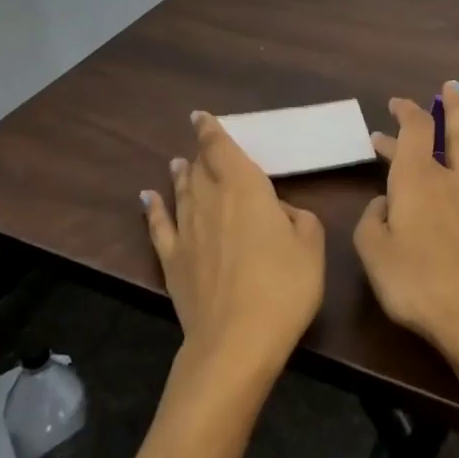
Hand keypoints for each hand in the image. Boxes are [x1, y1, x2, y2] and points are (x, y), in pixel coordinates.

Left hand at [142, 112, 324, 384]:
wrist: (236, 341)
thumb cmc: (283, 287)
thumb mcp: (312, 246)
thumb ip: (300, 219)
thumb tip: (282, 212)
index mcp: (246, 189)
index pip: (221, 149)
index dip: (211, 130)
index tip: (200, 116)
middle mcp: (211, 200)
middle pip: (199, 168)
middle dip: (200, 154)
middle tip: (201, 147)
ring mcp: (187, 231)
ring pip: (180, 191)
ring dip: (179, 175)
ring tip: (177, 163)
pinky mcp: (172, 261)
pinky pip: (159, 226)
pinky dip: (152, 208)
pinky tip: (147, 197)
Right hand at [354, 81, 458, 362]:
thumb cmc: (415, 283)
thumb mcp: (372, 252)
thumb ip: (371, 220)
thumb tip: (383, 204)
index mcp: (413, 180)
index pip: (411, 132)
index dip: (403, 113)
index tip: (393, 106)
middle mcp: (446, 178)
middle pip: (432, 137)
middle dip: (417, 119)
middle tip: (402, 107)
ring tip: (455, 89)